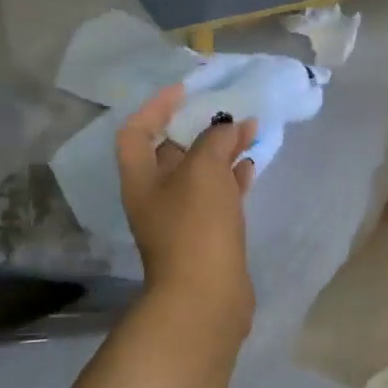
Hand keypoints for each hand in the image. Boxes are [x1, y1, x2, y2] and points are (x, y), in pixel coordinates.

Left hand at [116, 86, 257, 333]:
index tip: (186, 91)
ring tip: (249, 131)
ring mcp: (181, 218)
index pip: (136, 131)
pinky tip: (252, 166)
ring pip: (199, 173)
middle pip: (171, 151)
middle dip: (199, 127)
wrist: (207, 296)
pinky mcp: (207, 235)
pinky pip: (218, 197)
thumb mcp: (203, 170)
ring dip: (221, 151)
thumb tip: (228, 127)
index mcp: (141, 178)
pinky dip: (232, 178)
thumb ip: (215, 139)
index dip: (156, 106)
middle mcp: (155, 196)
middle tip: (228, 110)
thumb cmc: (196, 225)